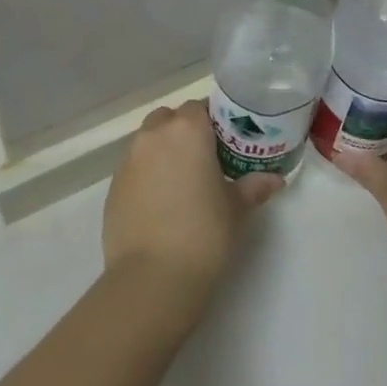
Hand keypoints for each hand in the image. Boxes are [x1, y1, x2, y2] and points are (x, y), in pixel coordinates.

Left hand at [103, 100, 281, 310]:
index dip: (213, 121)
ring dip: (163, 151)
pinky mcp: (112, 188)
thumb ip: (254, 187)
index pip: (199, 107)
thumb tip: (274, 179)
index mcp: (187, 130)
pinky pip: (134, 168)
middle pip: (169, 118)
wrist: (152, 278)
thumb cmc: (204, 233)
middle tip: (205, 159)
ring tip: (182, 182)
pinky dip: (147, 175)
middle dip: (184, 131)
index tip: (226, 142)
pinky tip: (161, 203)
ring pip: (148, 141)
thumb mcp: (237, 209)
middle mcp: (153, 136)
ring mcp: (128, 161)